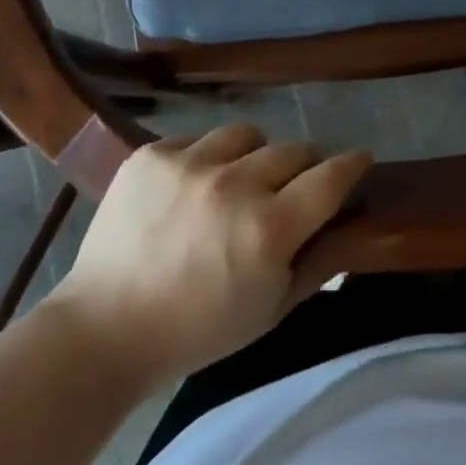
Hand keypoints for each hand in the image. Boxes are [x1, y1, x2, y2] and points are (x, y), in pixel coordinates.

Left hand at [51, 125, 371, 384]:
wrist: (105, 328)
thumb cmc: (198, 330)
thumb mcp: (270, 310)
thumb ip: (316, 262)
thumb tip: (346, 223)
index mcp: (269, 229)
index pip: (330, 177)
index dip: (352, 164)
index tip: (360, 159)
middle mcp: (234, 185)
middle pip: (293, 149)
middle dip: (303, 166)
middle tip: (291, 187)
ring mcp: (189, 164)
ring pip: (247, 134)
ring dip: (253, 155)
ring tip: (236, 182)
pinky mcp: (152, 154)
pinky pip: (197, 139)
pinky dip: (204, 160)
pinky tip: (189, 190)